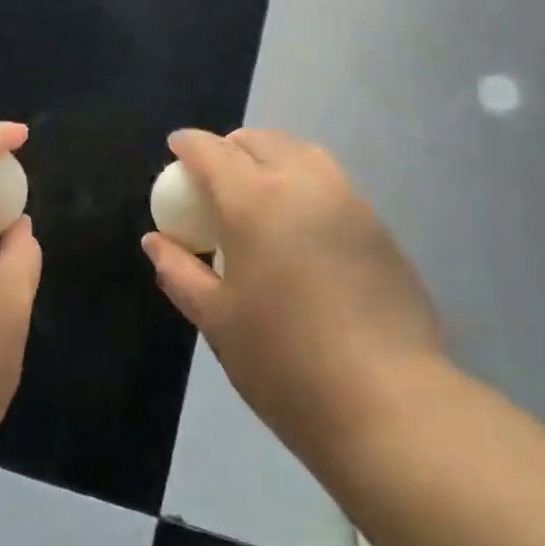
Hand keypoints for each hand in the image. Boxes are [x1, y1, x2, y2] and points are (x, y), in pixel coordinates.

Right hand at [140, 129, 445, 463]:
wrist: (389, 405)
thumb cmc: (284, 362)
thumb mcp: (216, 319)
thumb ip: (179, 271)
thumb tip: (155, 241)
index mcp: (254, 200)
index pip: (212, 151)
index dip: (188, 145)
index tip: (175, 149)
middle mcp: (302, 183)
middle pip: (259, 141)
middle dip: (230, 146)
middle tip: (215, 175)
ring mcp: (347, 200)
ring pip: (301, 153)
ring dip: (272, 157)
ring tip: (258, 190)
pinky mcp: (378, 226)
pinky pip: (331, 182)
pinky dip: (304, 182)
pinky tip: (300, 223)